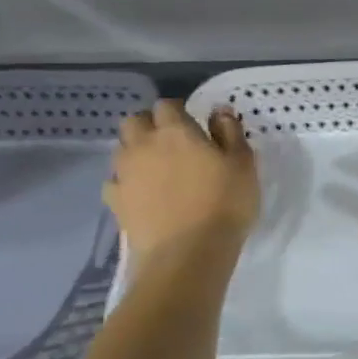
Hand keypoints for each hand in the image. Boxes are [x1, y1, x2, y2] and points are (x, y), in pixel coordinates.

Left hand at [104, 100, 259, 264]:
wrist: (188, 253)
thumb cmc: (224, 203)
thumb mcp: (243, 164)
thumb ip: (230, 132)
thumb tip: (219, 111)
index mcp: (175, 131)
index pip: (167, 105)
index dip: (178, 111)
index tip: (194, 124)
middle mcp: (143, 145)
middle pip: (134, 121)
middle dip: (149, 125)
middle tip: (171, 142)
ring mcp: (124, 174)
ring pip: (121, 149)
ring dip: (136, 151)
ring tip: (157, 168)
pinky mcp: (115, 201)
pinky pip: (115, 181)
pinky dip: (126, 182)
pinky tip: (141, 194)